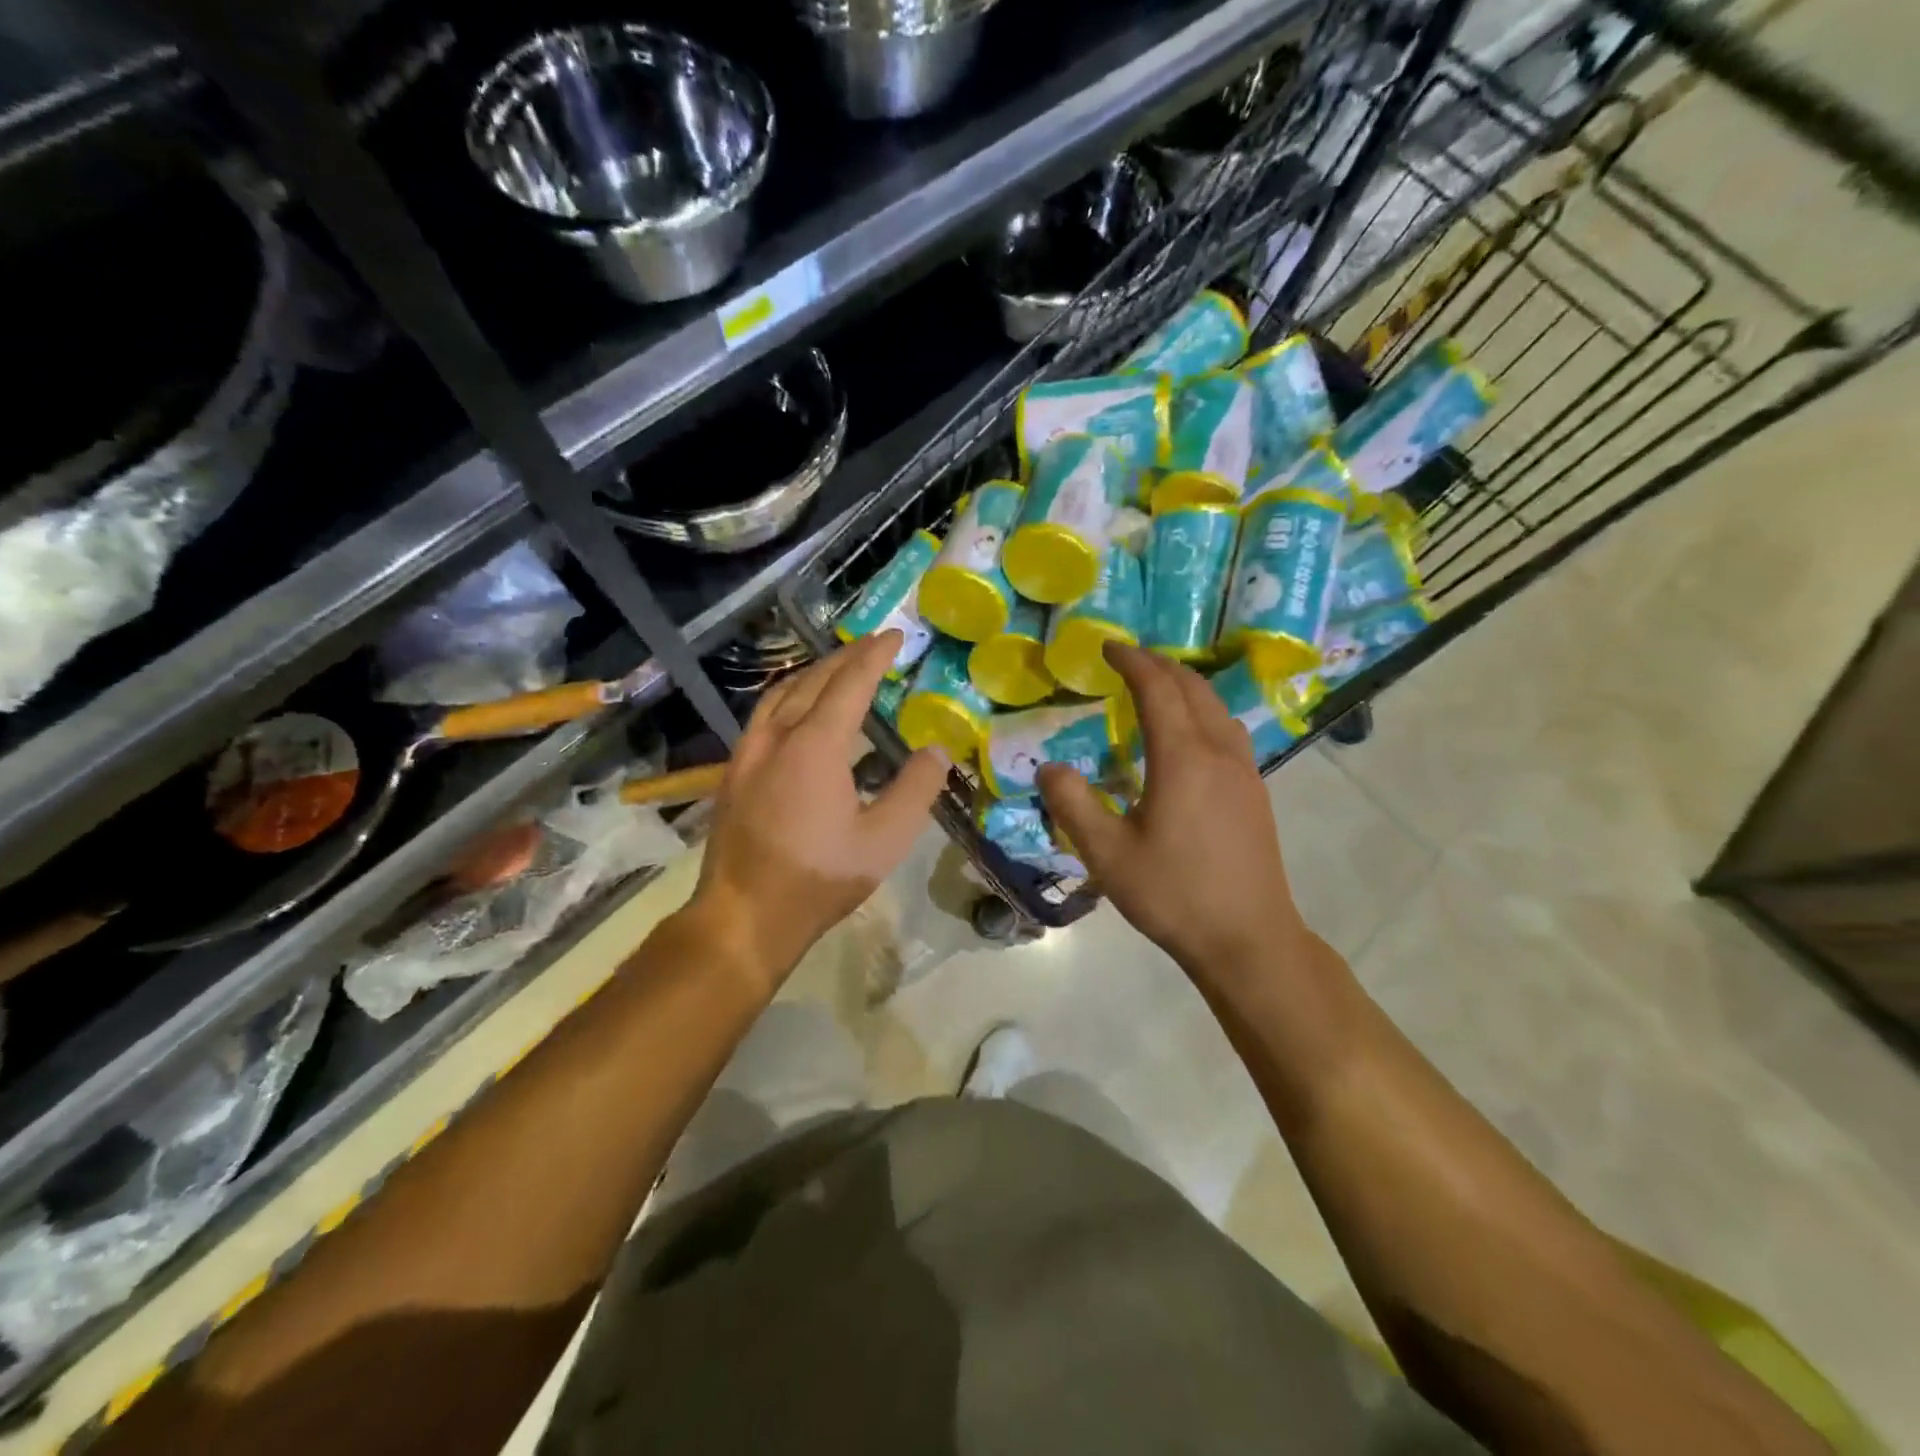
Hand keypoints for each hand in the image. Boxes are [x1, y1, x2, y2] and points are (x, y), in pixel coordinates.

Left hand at [688, 630, 948, 990]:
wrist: (743, 915)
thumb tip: (937, 751)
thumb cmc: (819, 878)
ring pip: (782, 694)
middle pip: (813, 680)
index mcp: (816, 745)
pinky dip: (790, 696)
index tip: (896, 635)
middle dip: (846, 656)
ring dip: (813, 673)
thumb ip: (915, 790)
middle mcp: (777, 736)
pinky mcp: (734, 772)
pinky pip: (765, 715)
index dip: (875, 655)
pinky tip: (798, 712)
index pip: (850, 683)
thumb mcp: (884, 841)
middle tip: (873, 644)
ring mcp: (748, 752)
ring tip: (838, 668)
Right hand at [1038, 643, 1309, 987]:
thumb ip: (1073, 805)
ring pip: (1217, 706)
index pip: (1157, 688)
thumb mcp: (1108, 854)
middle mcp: (1219, 752)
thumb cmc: (1174, 894)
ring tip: (1158, 690)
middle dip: (1159, 665)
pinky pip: (1228, 730)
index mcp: (1183, 758)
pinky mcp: (1255, 791)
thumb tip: (1048, 768)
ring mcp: (1245, 771)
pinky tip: (1189, 738)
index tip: (1108, 648)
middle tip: (1128, 661)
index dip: (1132, 661)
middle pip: (1193, 687)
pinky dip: (1203, 712)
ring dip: (1186, 686)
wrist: (1249, 938)